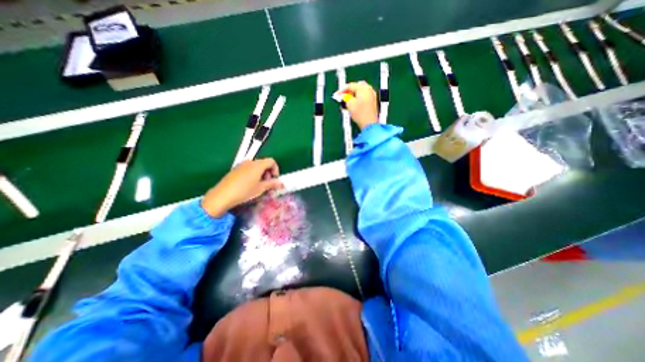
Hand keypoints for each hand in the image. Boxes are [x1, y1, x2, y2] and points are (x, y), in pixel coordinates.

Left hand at [201, 159, 282, 216]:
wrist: (223, 195)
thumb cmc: (245, 191)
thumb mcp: (261, 188)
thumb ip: (272, 184)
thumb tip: (281, 183)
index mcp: (258, 165)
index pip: (271, 161)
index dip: (276, 169)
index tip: (274, 179)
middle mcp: (250, 162)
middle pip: (264, 163)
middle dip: (268, 172)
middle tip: (267, 183)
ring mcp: (241, 165)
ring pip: (256, 166)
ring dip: (261, 174)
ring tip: (259, 185)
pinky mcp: (235, 170)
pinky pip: (248, 169)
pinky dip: (253, 174)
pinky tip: (249, 185)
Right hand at [340, 80, 376, 130]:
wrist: (369, 124)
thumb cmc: (361, 115)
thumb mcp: (349, 104)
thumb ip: (345, 98)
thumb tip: (344, 97)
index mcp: (364, 88)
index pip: (350, 85)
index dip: (342, 90)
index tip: (338, 95)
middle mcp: (369, 90)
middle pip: (357, 87)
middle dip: (349, 92)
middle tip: (343, 97)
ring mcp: (372, 96)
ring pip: (361, 92)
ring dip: (354, 96)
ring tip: (348, 103)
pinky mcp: (373, 103)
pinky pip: (364, 97)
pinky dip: (358, 99)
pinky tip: (354, 105)